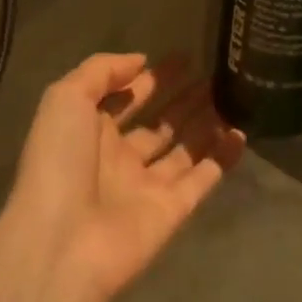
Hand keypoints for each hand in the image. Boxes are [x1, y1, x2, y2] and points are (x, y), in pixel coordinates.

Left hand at [3, 54, 243, 301]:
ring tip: (233, 96)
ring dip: (205, 123)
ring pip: (183, 149)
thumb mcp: (65, 98)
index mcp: (89, 131)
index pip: (126, 98)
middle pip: (159, 123)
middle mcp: (118, 158)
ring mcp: (146, 186)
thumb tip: (141, 61)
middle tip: (214, 77)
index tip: (184, 59)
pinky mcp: (172, 211)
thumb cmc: (59, 162)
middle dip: (183, 100)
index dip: (152, 78)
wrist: (63, 243)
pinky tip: (242, 132)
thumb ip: (101, 71)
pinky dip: (222, 158)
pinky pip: (203, 178)